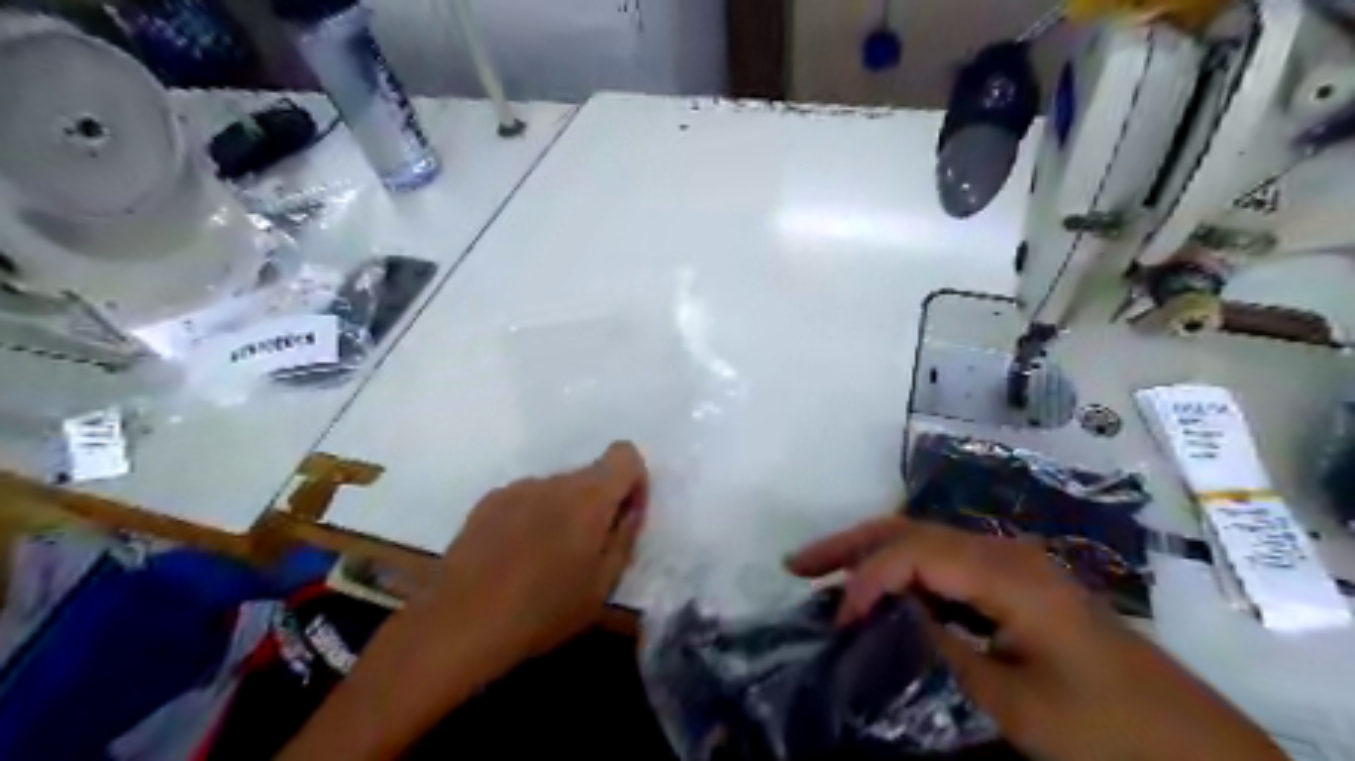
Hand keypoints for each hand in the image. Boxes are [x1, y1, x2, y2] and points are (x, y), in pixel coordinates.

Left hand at [417, 440, 648, 663]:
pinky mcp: (487, 501)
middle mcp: (553, 481)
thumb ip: (625, 537)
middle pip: (591, 473)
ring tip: (547, 558)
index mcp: (588, 497)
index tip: (625, 516)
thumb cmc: (543, 611)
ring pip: (558, 487)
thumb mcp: (603, 586)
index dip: (634, 480)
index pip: (625, 454)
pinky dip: (533, 517)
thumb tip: (630, 509)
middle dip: (600, 502)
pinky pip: (527, 498)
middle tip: (588, 549)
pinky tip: (515, 557)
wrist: (458, 624)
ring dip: (564, 511)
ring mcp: (516, 488)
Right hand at [784, 518, 1282, 760]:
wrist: (1194, 751)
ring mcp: (1011, 567)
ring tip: (825, 574)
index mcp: (1006, 571)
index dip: (866, 578)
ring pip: (924, 543)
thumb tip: (880, 620)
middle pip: (911, 531)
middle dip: (850, 545)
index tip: (836, 619)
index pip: (913, 552)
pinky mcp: (1015, 587)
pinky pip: (945, 567)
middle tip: (798, 564)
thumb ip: (939, 650)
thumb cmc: (1104, 728)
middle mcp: (1004, 553)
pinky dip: (903, 575)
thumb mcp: (1013, 700)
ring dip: (873, 556)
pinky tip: (881, 595)